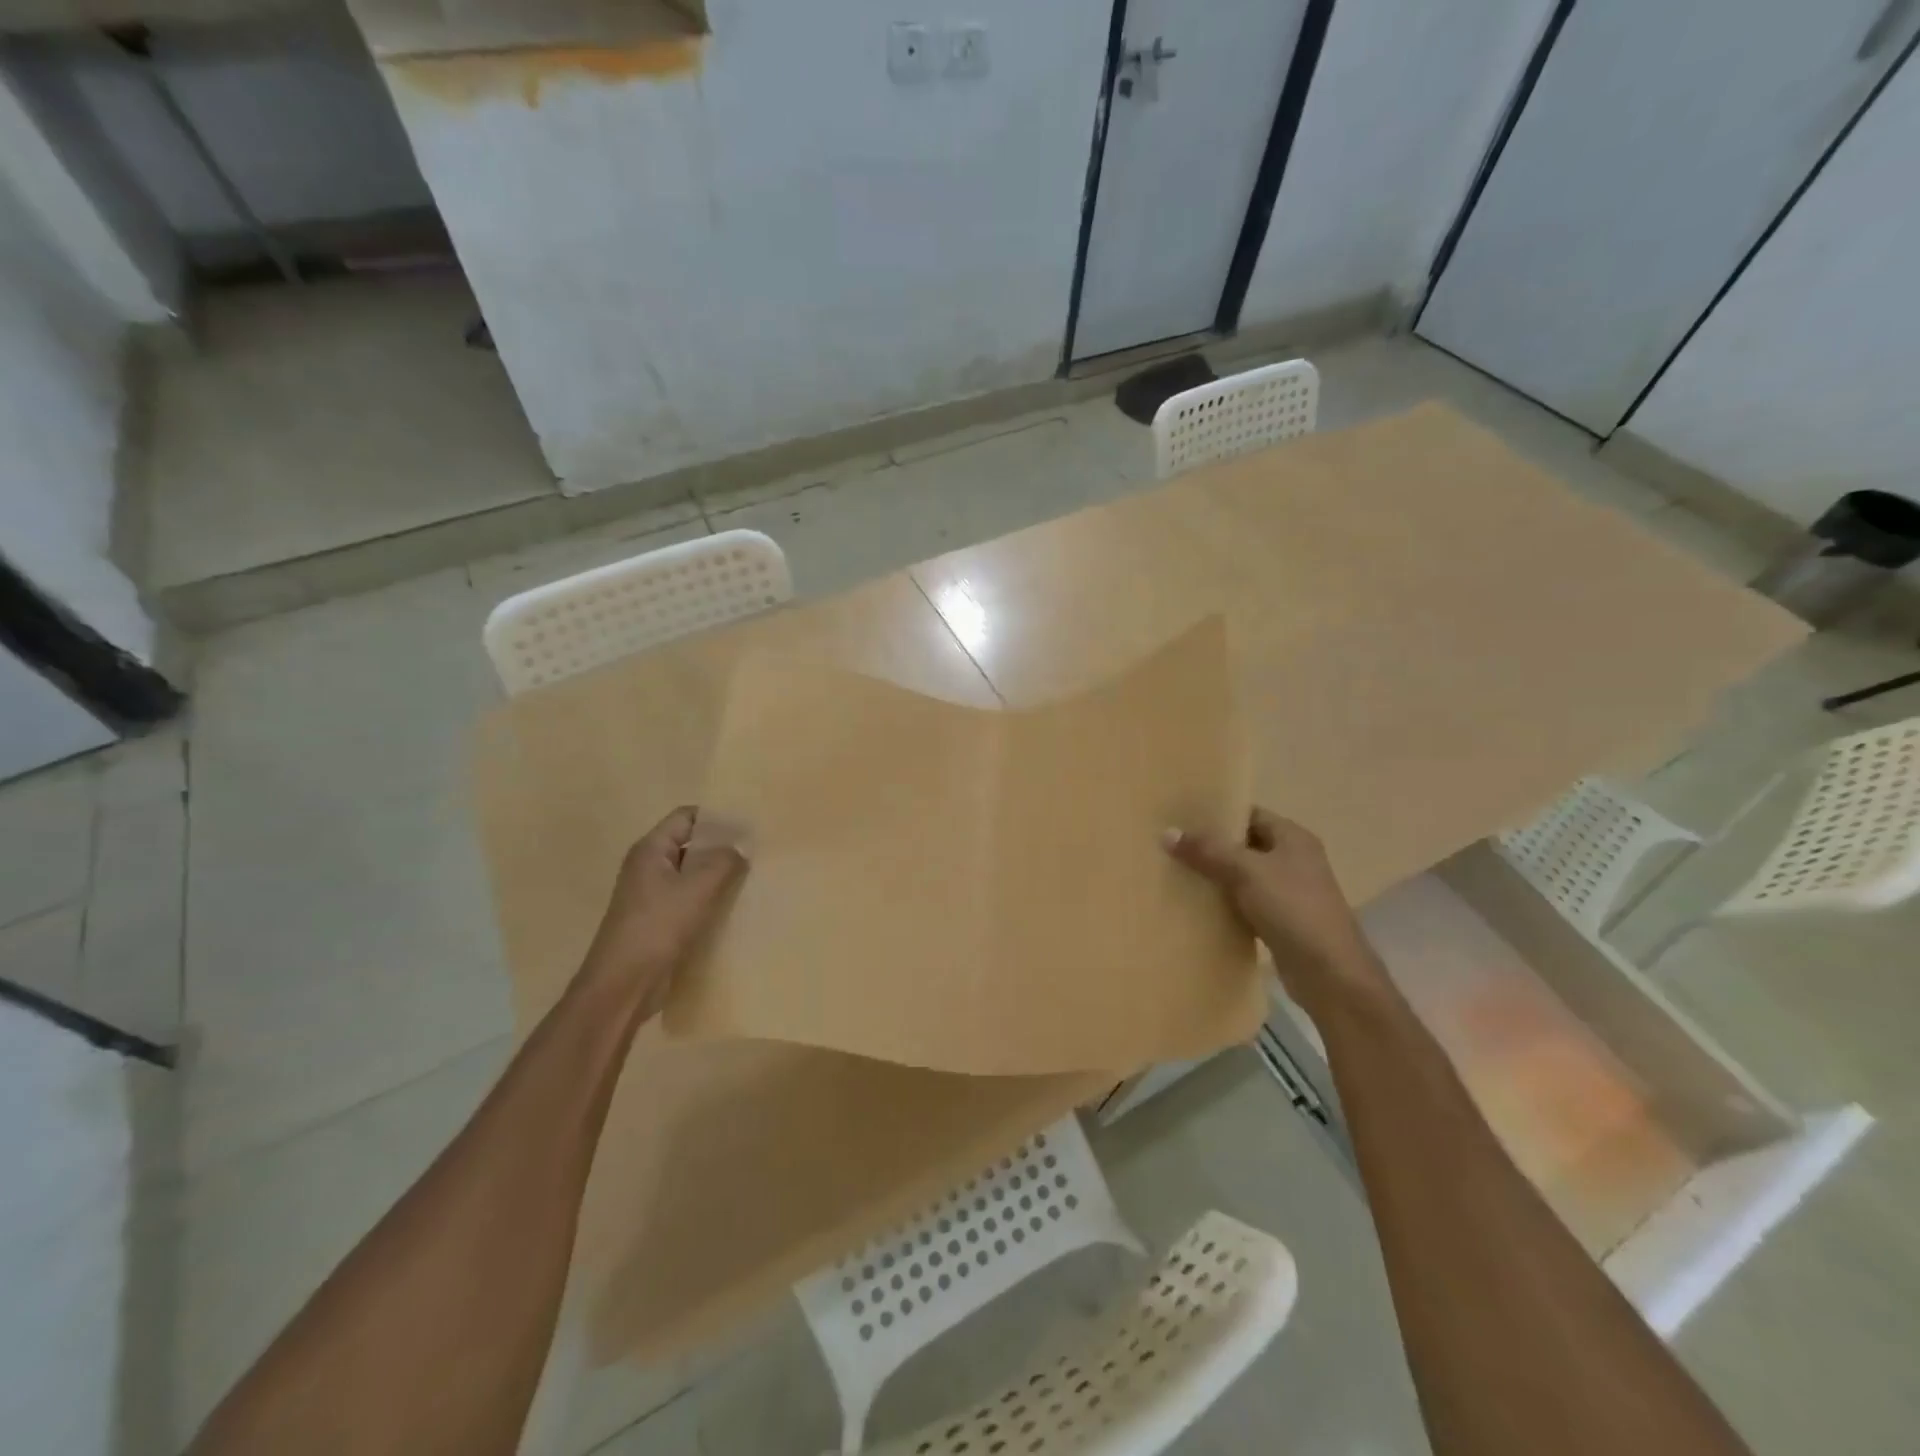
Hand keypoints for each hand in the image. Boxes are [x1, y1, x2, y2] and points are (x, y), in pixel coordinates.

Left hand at [579, 806, 747, 1015]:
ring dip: (719, 876)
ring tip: (754, 877)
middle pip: (690, 844)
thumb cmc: (657, 927)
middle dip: (722, 847)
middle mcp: (649, 867)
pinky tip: (736, 907)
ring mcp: (652, 896)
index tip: (749, 824)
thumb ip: (724, 861)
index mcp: (651, 850)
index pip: (686, 816)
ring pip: (692, 874)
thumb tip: (741, 847)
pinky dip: (711, 900)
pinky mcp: (659, 921)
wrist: (623, 985)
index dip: (717, 817)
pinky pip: (690, 900)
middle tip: (758, 851)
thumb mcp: (697, 889)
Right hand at [1164, 808, 1391, 1019]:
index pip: (1250, 814)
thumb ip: (1207, 851)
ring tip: (1176, 873)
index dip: (1218, 814)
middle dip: (1211, 847)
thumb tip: (1167, 832)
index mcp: (1293, 838)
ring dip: (1216, 877)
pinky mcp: (1281, 922)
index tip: (1182, 817)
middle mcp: (1294, 860)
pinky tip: (1197, 907)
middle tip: (1171, 845)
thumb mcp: (1246, 872)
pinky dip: (1225, 904)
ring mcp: (1289, 893)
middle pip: (1245, 845)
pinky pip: (1245, 904)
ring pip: (1243, 876)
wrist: (1329, 973)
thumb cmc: (1292, 909)